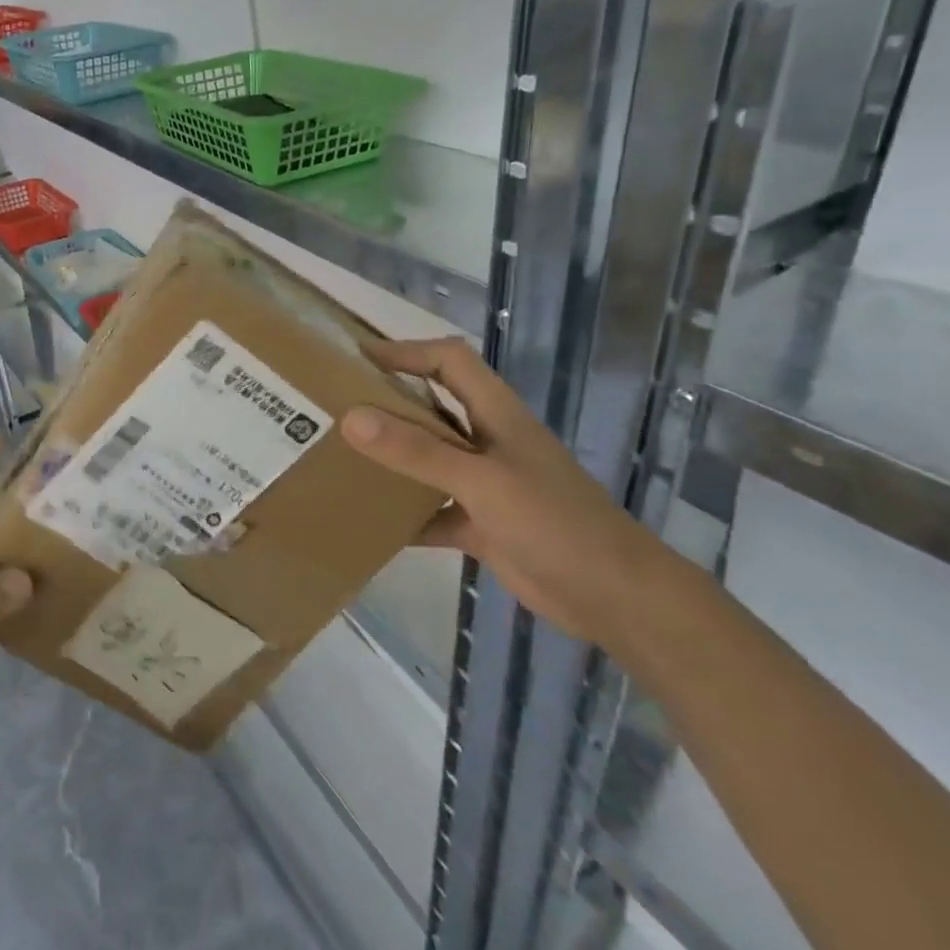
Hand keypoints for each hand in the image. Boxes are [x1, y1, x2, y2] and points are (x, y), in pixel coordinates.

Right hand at [340, 338, 665, 643]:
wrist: (615, 598)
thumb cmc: (554, 523)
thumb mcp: (481, 482)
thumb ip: (417, 451)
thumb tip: (351, 418)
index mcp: (496, 415)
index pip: (449, 361)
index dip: (406, 351)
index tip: (356, 359)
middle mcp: (488, 442)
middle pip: (432, 408)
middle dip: (387, 403)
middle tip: (335, 408)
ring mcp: (485, 485)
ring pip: (428, 460)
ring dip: (391, 460)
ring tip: (341, 460)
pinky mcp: (482, 525)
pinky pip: (432, 511)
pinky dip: (405, 516)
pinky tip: (372, 525)